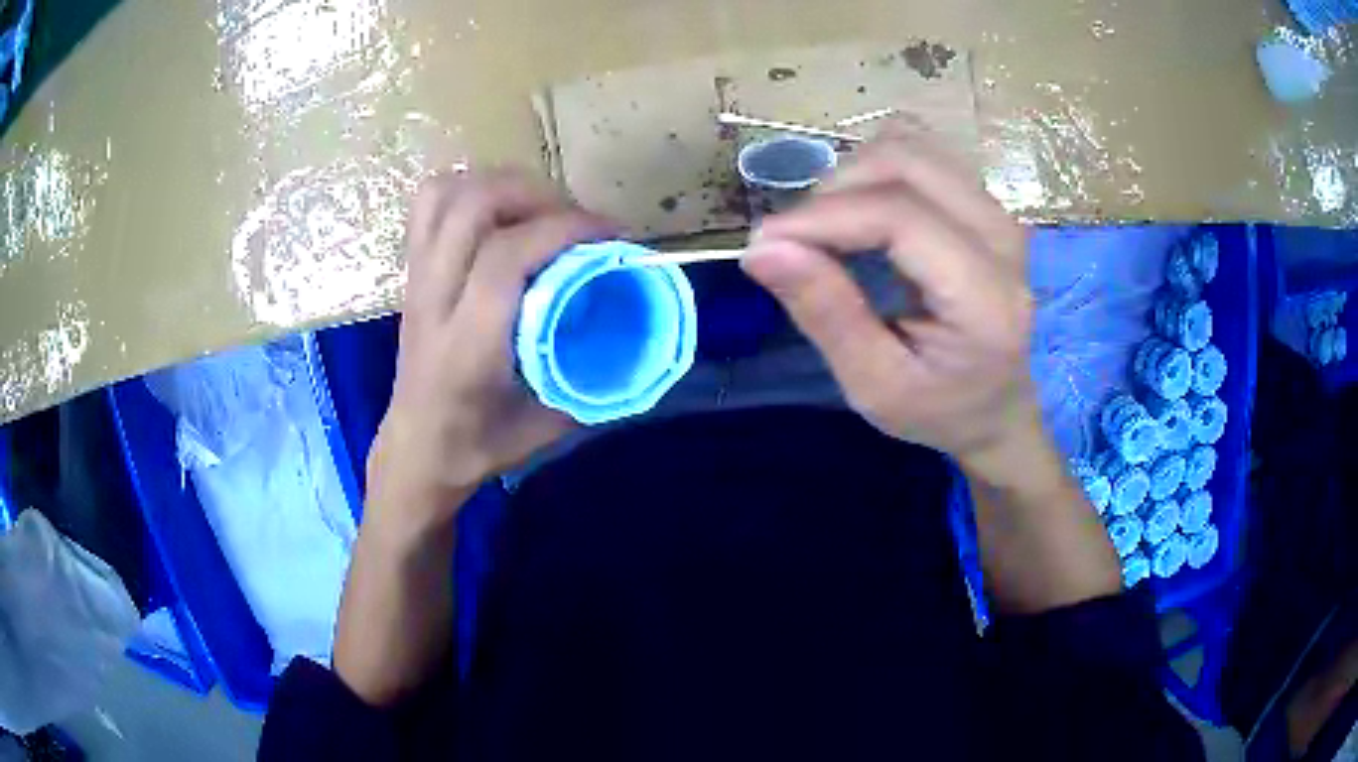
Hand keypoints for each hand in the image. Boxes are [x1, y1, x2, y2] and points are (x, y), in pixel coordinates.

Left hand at [367, 170, 613, 529]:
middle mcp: (434, 300)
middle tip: (575, 219)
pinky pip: (429, 204)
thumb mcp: (547, 426)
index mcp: (467, 345)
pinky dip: (468, 190)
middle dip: (536, 195)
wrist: (416, 451)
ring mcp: (416, 280)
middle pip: (473, 207)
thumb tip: (637, 339)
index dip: (565, 229)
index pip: (507, 256)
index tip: (611, 235)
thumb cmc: (477, 446)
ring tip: (537, 207)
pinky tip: (499, 211)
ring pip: (445, 195)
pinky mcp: (412, 272)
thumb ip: (591, 381)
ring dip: (499, 185)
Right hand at [743, 125, 1037, 474]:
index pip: (900, 216)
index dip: (823, 217)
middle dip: (833, 190)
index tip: (764, 242)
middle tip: (799, 241)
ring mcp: (998, 210)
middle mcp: (1002, 237)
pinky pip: (921, 150)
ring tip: (831, 227)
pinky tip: (865, 209)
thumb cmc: (939, 409)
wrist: (999, 406)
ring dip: (853, 174)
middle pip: (904, 162)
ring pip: (910, 144)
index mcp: (985, 297)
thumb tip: (761, 248)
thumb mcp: (875, 385)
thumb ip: (826, 313)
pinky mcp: (985, 199)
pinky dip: (876, 168)